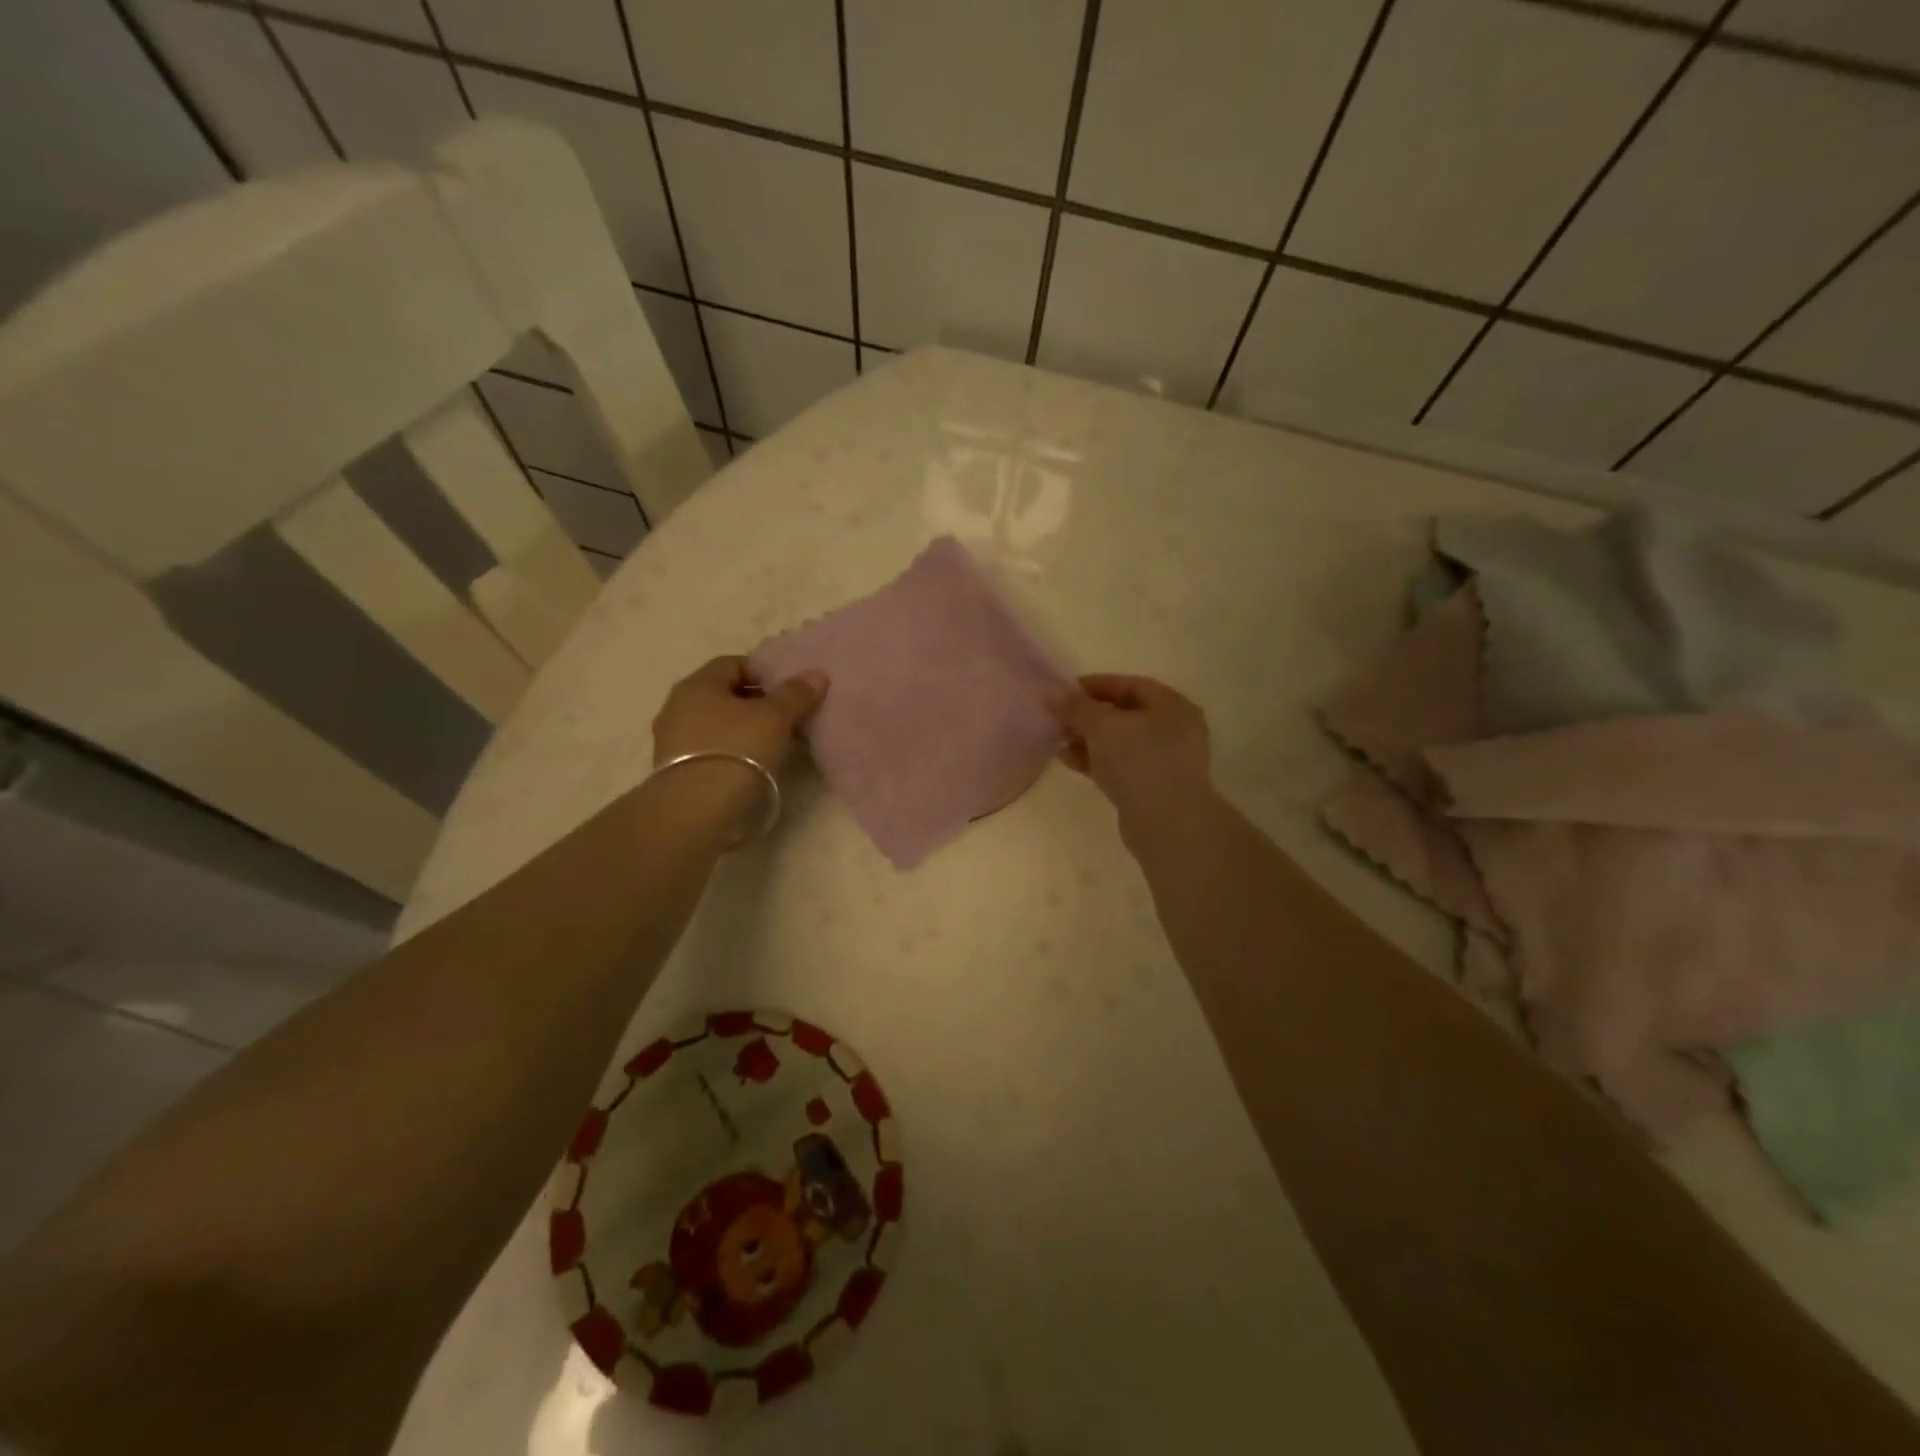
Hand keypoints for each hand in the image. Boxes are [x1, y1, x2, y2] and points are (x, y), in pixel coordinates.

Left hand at [652, 656, 826, 771]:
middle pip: (724, 695)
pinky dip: (731, 752)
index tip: (789, 692)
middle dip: (756, 703)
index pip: (734, 664)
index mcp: (697, 684)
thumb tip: (816, 675)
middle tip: (787, 718)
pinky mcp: (676, 771)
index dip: (764, 673)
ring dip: (744, 730)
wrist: (697, 810)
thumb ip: (795, 694)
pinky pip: (710, 750)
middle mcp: (678, 706)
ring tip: (774, 745)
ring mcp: (673, 741)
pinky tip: (752, 766)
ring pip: (717, 724)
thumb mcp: (775, 718)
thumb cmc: (737, 750)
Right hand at [1050, 674, 1211, 817]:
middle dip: (1088, 716)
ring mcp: (1164, 761)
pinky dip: (1095, 761)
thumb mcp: (1102, 725)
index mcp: (1172, 706)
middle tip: (1057, 719)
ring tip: (1057, 741)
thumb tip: (1051, 693)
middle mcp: (1173, 730)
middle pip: (1124, 714)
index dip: (1095, 686)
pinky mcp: (1151, 788)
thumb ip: (1076, 707)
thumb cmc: (1139, 761)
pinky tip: (1068, 761)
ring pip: (1119, 742)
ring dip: (1088, 740)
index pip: (1130, 685)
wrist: (1166, 823)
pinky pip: (1119, 766)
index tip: (1063, 692)